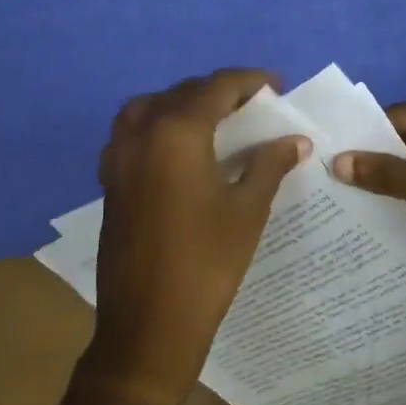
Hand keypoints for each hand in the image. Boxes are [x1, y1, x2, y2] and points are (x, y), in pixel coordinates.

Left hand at [87, 69, 310, 404]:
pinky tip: (180, 151)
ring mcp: (118, 158)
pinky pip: (132, 133)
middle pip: (182, 93)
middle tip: (253, 106)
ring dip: (182, 104)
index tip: (276, 86)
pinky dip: (158, 126)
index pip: (215, 87)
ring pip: (150, 108)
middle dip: (218, 92)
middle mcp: (141, 134)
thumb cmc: (207, 263)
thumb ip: (269, 165)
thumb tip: (296, 141)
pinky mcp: (109, 181)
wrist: (150, 323)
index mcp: (177, 133)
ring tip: (214, 121)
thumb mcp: (247, 210)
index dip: (248, 81)